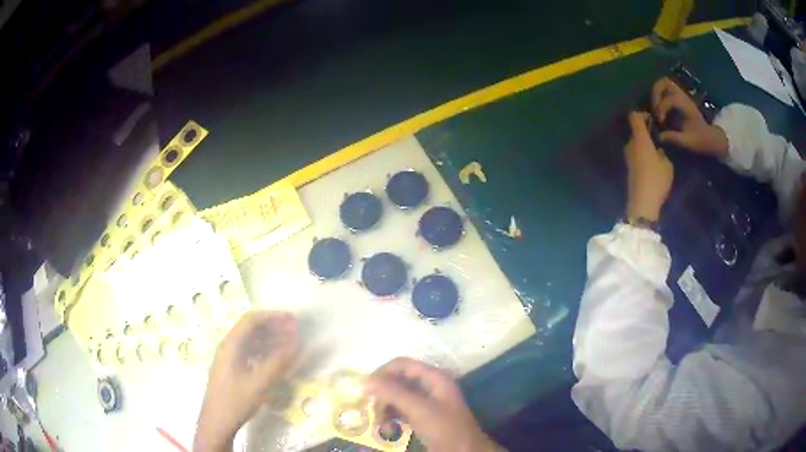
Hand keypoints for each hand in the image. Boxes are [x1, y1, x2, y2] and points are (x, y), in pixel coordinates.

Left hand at [194, 311, 297, 451]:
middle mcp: (228, 347)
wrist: (217, 422)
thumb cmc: (235, 401)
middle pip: (251, 329)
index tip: (291, 320)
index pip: (251, 320)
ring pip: (251, 341)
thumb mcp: (258, 383)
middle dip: (273, 327)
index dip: (272, 316)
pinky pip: (249, 353)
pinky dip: (264, 352)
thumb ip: (278, 362)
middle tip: (294, 331)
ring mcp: (229, 358)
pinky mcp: (232, 369)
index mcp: (231, 345)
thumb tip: (297, 345)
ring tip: (289, 344)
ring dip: (270, 340)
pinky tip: (276, 360)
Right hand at [365, 357, 499, 451]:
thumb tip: (365, 380)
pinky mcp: (423, 417)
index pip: (402, 364)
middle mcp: (430, 386)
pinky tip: (387, 426)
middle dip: (383, 394)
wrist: (464, 451)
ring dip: (385, 407)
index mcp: (434, 377)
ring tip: (380, 422)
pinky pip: (401, 410)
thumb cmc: (444, 428)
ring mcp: (427, 402)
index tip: (366, 389)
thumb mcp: (419, 409)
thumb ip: (393, 393)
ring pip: (398, 397)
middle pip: (398, 380)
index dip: (383, 373)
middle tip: (373, 410)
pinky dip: (392, 416)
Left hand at [625, 112, 673, 221]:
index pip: (634, 117)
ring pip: (635, 144)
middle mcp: (630, 145)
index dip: (642, 114)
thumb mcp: (667, 164)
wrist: (642, 204)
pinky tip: (652, 163)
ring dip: (644, 145)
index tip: (653, 119)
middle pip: (635, 131)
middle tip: (658, 137)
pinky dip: (642, 155)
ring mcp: (627, 157)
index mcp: (639, 139)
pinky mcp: (629, 169)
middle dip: (646, 132)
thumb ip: (662, 152)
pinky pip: (636, 155)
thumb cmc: (656, 180)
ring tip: (657, 151)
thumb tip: (657, 149)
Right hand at [651, 77, 728, 156]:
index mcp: (686, 105)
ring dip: (655, 94)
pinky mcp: (678, 99)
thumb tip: (659, 137)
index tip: (660, 122)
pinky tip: (659, 110)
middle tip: (654, 110)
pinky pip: (665, 91)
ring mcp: (680, 96)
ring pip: (663, 84)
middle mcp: (682, 97)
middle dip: (655, 94)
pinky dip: (659, 97)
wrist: (710, 138)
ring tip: (655, 109)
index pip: (670, 98)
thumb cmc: (700, 141)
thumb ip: (674, 138)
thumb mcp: (688, 142)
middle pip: (664, 82)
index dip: (662, 108)